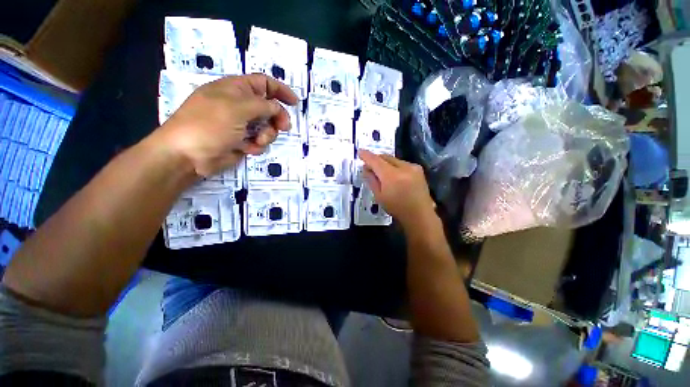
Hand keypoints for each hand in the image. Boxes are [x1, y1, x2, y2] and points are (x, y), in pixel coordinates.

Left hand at [157, 74, 297, 176]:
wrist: (183, 153)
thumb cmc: (209, 122)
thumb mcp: (240, 107)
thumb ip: (264, 105)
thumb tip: (276, 108)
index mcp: (235, 87)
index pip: (263, 83)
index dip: (280, 90)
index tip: (294, 103)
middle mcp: (236, 104)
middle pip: (265, 106)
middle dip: (275, 116)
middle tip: (282, 127)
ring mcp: (233, 124)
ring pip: (261, 126)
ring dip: (266, 133)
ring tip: (259, 140)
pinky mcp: (231, 143)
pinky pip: (252, 142)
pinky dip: (255, 145)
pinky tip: (250, 149)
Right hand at [358, 150, 436, 229]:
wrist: (420, 215)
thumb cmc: (397, 208)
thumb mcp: (379, 197)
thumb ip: (371, 180)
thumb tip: (365, 168)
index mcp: (392, 176)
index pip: (376, 160)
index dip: (366, 156)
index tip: (360, 152)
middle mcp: (403, 167)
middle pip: (385, 157)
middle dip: (376, 160)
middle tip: (369, 166)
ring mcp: (413, 167)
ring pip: (394, 160)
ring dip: (386, 163)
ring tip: (382, 173)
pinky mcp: (418, 169)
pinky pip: (403, 163)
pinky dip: (396, 166)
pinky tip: (395, 176)